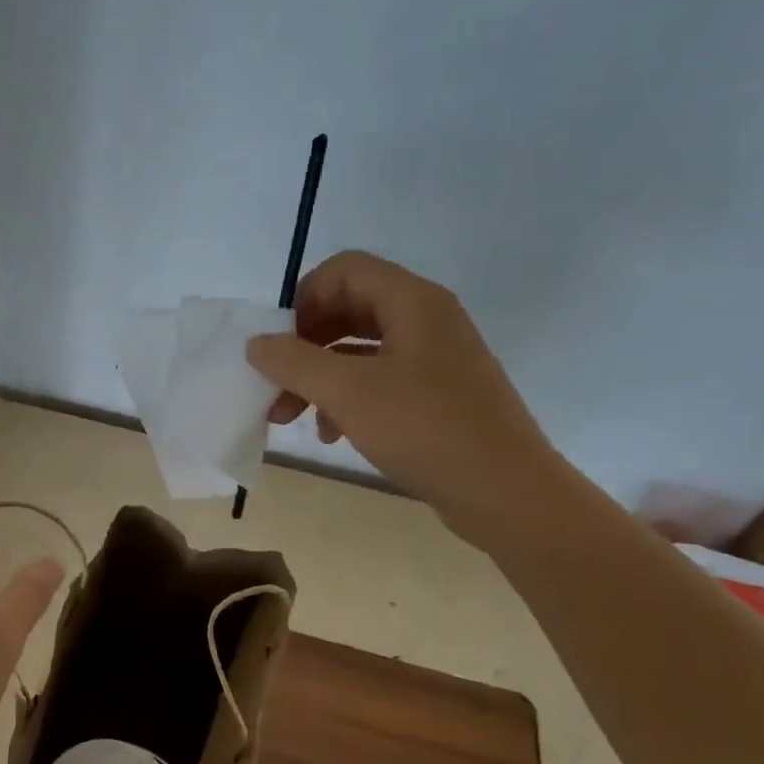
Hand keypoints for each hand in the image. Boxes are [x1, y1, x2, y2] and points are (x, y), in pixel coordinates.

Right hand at [246, 250, 571, 541]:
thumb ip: (295, 362)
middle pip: (348, 309)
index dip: (303, 299)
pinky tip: (331, 434)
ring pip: (359, 350)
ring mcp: (435, 358)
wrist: (506, 493)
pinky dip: (347, 400)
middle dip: (304, 346)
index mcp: (412, 301)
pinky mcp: (437, 395)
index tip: (279, 344)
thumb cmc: (426, 430)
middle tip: (274, 385)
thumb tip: (256, 343)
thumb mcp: (348, 393)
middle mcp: (426, 319)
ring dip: (319, 378)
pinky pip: (379, 381)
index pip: (344, 270)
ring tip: (290, 418)